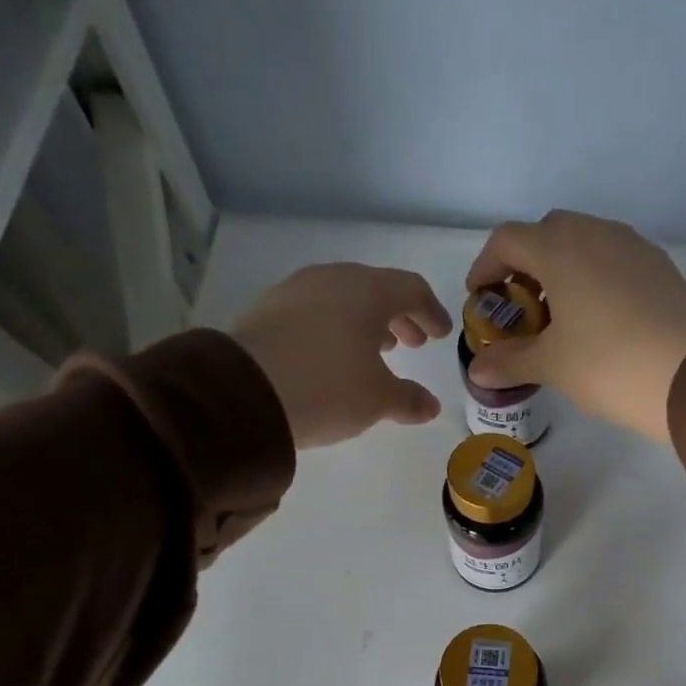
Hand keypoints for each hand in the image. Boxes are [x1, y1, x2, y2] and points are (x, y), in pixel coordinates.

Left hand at [231, 264, 449, 448]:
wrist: (245, 393)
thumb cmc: (328, 389)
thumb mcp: (378, 400)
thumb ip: (409, 399)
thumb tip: (431, 406)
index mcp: (368, 291)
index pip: (411, 289)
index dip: (431, 312)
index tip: (441, 335)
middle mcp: (332, 279)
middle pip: (376, 289)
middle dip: (399, 316)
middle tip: (412, 343)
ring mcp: (296, 290)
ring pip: (343, 298)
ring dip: (366, 322)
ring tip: (376, 351)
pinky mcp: (268, 309)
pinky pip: (315, 310)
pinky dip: (335, 327)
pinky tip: (335, 355)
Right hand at [464, 211, 685, 442]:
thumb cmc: (608, 366)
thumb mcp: (551, 366)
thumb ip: (510, 361)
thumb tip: (477, 371)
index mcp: (560, 249)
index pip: (507, 240)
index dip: (486, 266)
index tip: (481, 299)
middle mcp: (596, 233)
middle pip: (547, 233)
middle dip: (525, 264)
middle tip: (521, 307)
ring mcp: (634, 247)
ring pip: (585, 242)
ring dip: (562, 269)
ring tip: (560, 316)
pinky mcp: (660, 267)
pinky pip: (615, 259)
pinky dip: (595, 277)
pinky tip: (599, 319)